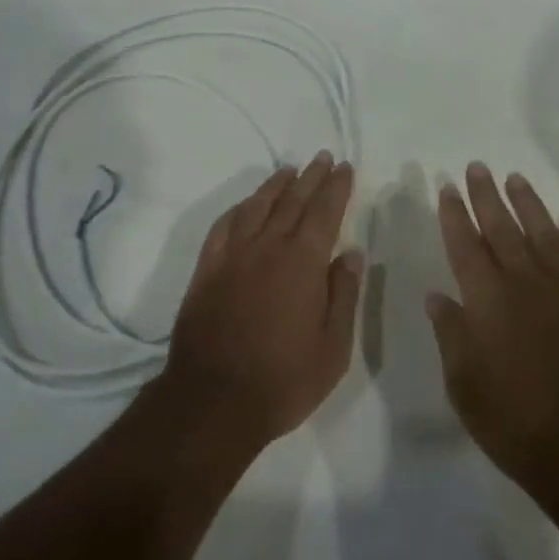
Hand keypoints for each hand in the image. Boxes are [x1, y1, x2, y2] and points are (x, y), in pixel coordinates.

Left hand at [159, 151, 362, 448]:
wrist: (212, 402)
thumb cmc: (283, 380)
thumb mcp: (333, 348)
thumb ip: (343, 295)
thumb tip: (351, 254)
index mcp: (303, 263)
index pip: (324, 212)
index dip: (336, 187)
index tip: (345, 168)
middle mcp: (267, 247)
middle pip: (292, 201)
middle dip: (311, 177)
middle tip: (323, 157)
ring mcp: (233, 256)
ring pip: (257, 207)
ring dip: (275, 185)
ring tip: (289, 171)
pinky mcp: (206, 270)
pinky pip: (223, 226)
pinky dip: (238, 209)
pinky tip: (246, 205)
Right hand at [428, 164, 558, 494]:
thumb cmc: (514, 420)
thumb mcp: (464, 384)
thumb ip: (451, 334)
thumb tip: (439, 296)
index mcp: (487, 298)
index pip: (465, 245)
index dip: (455, 214)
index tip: (448, 188)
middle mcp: (525, 281)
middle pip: (502, 228)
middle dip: (487, 196)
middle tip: (478, 167)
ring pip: (545, 234)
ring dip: (529, 204)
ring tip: (516, 179)